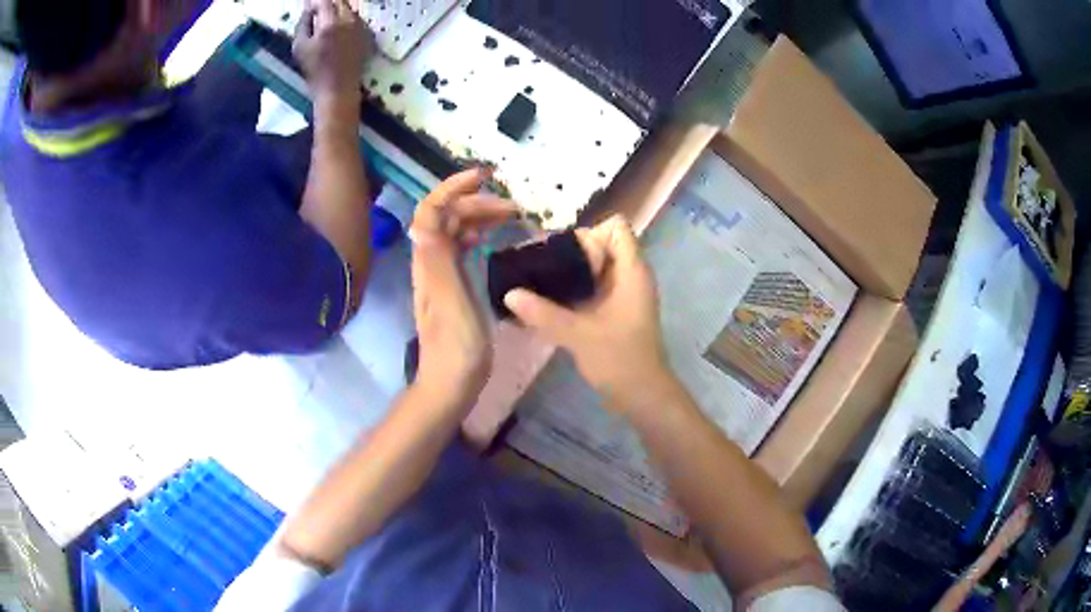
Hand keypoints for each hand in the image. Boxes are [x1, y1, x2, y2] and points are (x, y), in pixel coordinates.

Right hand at [293, 0, 374, 105]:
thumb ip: (303, 23)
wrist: (338, 88)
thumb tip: (309, 10)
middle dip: (327, 5)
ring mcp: (360, 26)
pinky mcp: (367, 33)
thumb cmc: (314, 70)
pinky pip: (356, 19)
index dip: (315, 3)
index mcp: (330, 23)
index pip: (324, 2)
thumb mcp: (299, 47)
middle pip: (339, 2)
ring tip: (327, 22)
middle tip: (317, 13)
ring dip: (338, 11)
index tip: (309, 7)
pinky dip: (347, 19)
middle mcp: (349, 20)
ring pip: (349, 9)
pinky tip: (339, 31)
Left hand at [410, 169, 516, 407]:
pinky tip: (489, 239)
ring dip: (478, 216)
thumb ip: (438, 260)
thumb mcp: (450, 302)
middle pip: (446, 217)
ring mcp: (439, 275)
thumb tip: (424, 217)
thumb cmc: (456, 348)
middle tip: (514, 208)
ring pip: (454, 231)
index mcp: (429, 261)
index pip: (432, 209)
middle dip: (476, 202)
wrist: (450, 385)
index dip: (453, 187)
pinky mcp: (451, 287)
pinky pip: (460, 249)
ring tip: (510, 217)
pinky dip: (476, 235)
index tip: (486, 177)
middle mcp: (430, 262)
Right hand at [504, 215, 674, 413]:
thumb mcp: (579, 335)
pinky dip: (570, 292)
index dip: (589, 235)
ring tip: (534, 284)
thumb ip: (543, 313)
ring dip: (566, 274)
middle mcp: (629, 277)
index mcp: (631, 272)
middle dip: (568, 253)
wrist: (643, 397)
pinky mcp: (613, 312)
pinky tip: (544, 306)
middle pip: (600, 245)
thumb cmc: (620, 361)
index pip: (615, 228)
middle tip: (536, 269)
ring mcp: (621, 295)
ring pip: (592, 268)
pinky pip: (590, 289)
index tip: (563, 257)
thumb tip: (508, 293)